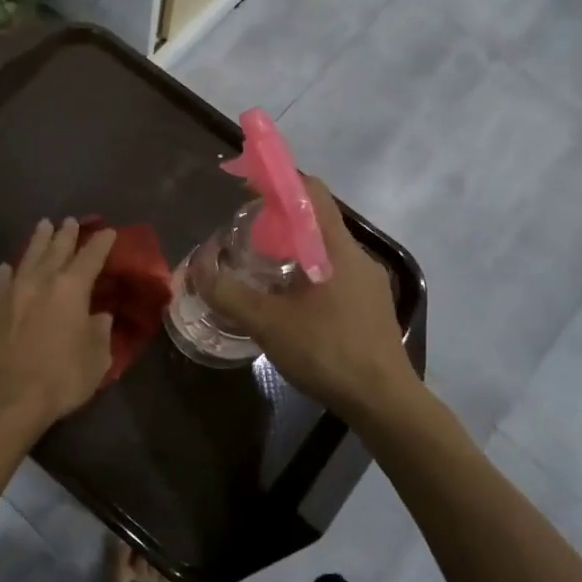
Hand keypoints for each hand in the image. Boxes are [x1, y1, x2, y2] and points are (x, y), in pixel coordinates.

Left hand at [0, 217, 116, 430]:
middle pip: (57, 248)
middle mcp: (43, 280)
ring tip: (44, 225)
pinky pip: (4, 280)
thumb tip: (100, 316)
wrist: (10, 396)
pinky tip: (9, 265)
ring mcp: (15, 291)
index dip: (101, 242)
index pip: (91, 256)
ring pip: (29, 256)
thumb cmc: (62, 377)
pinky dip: (10, 270)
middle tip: (72, 220)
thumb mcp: (97, 357)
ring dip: (39, 240)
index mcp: (72, 288)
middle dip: (67, 233)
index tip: (109, 231)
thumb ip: (101, 331)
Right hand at [207, 179, 416, 416]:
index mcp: (336, 248)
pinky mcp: (370, 308)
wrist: (383, 401)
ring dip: (292, 249)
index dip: (278, 180)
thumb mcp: (267, 322)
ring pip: (324, 251)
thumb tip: (197, 268)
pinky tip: (288, 302)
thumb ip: (228, 293)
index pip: (311, 192)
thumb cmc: (327, 351)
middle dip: (279, 219)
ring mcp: (368, 283)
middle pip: (316, 220)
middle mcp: (357, 257)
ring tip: (260, 269)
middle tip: (245, 235)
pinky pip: (334, 275)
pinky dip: (307, 274)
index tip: (246, 185)